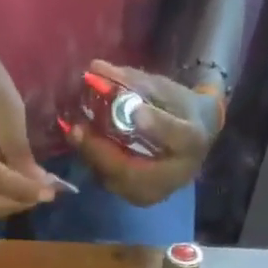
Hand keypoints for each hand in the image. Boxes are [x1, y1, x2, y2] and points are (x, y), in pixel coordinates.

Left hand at [64, 60, 219, 208]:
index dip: (155, 125)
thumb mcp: (165, 89)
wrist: (193, 143)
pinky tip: (83, 144)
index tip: (135, 110)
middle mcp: (175, 175)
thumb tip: (95, 68)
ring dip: (92, 158)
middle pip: (133, 170)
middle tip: (76, 130)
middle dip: (101, 150)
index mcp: (192, 141)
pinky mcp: (137, 198)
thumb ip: (133, 82)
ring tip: (75, 134)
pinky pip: (111, 184)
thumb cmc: (180, 110)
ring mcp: (154, 193)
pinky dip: (95, 163)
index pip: (176, 136)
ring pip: (117, 181)